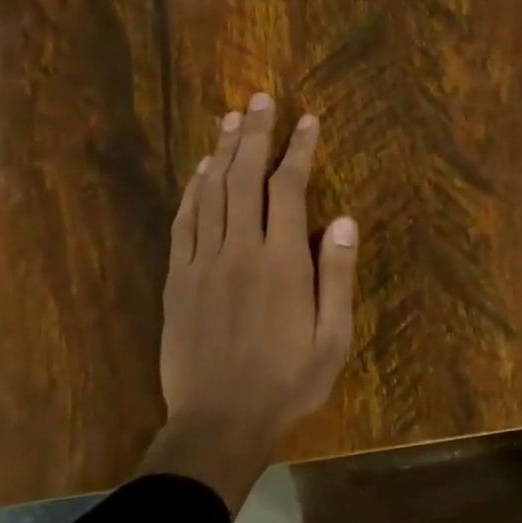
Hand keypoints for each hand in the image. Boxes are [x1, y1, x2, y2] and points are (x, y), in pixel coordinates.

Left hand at [142, 93, 358, 513]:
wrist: (218, 424)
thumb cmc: (288, 382)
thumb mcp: (332, 337)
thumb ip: (337, 276)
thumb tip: (344, 220)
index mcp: (281, 262)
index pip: (289, 188)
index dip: (298, 150)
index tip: (307, 121)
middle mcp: (239, 250)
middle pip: (245, 178)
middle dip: (255, 135)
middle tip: (262, 99)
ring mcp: (202, 263)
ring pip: (210, 192)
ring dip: (222, 152)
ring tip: (232, 118)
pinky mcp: (177, 280)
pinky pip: (183, 222)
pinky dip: (192, 190)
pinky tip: (200, 170)